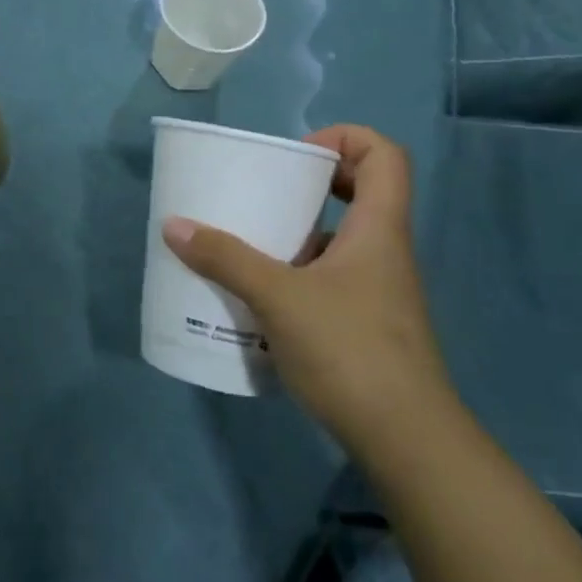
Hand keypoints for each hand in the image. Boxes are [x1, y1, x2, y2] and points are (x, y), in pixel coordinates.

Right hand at [161, 125, 452, 457]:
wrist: (407, 442)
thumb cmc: (349, 350)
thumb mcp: (278, 297)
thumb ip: (225, 258)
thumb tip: (174, 225)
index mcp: (378, 229)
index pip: (384, 155)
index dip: (344, 139)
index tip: (297, 157)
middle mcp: (383, 251)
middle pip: (361, 192)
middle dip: (311, 185)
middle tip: (265, 195)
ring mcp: (376, 291)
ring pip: (341, 239)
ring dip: (297, 234)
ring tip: (248, 245)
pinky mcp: (364, 324)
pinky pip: (329, 279)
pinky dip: (296, 274)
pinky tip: (260, 298)